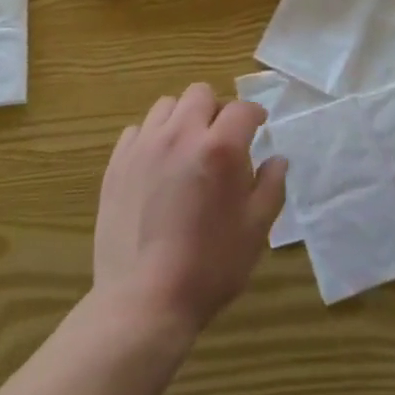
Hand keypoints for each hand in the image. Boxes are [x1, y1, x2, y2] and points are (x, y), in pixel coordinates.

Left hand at [92, 83, 287, 338]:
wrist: (143, 301)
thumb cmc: (209, 268)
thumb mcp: (255, 231)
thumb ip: (270, 187)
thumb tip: (277, 159)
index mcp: (220, 148)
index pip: (242, 109)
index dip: (254, 115)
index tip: (258, 127)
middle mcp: (181, 134)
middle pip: (200, 94)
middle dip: (216, 110)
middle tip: (221, 139)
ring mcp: (145, 146)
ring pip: (167, 106)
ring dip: (183, 119)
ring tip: (187, 149)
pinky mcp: (117, 162)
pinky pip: (138, 130)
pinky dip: (152, 138)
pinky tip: (157, 166)